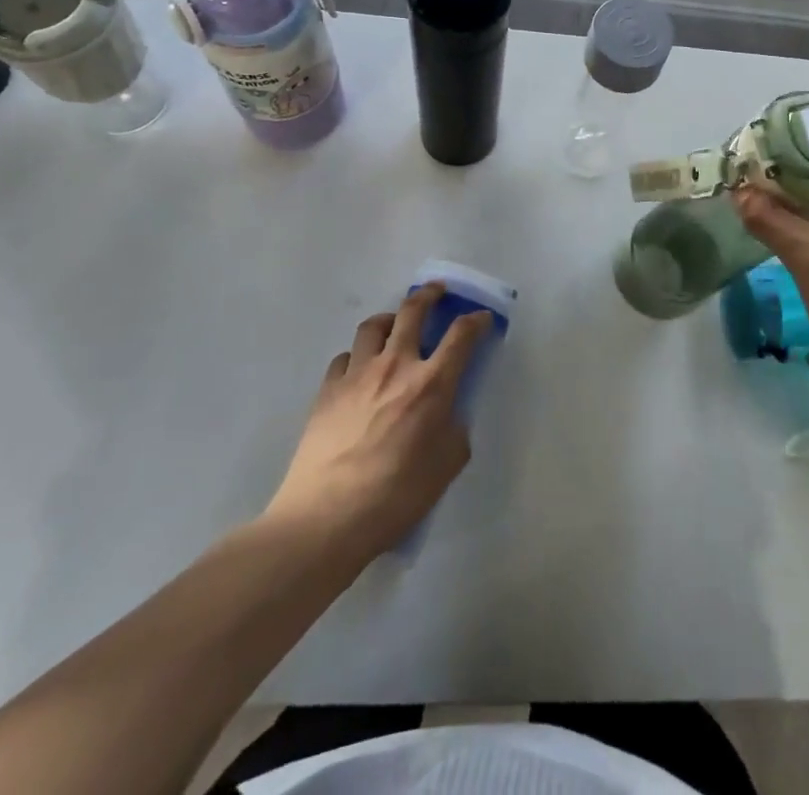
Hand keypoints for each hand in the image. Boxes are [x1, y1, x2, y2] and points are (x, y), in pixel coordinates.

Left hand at [262, 283, 491, 559]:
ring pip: (374, 325)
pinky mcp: (327, 390)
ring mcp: (357, 374)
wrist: (326, 517)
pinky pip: (345, 357)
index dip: (476, 321)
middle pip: (413, 311)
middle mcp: (396, 365)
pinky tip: (359, 370)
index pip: (461, 336)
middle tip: (437, 291)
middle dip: (429, 295)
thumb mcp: (446, 467)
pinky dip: (357, 356)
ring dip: (389, 318)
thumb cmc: (396, 495)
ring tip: (394, 324)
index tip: (482, 318)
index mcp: (432, 383)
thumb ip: (455, 432)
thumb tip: (448, 417)